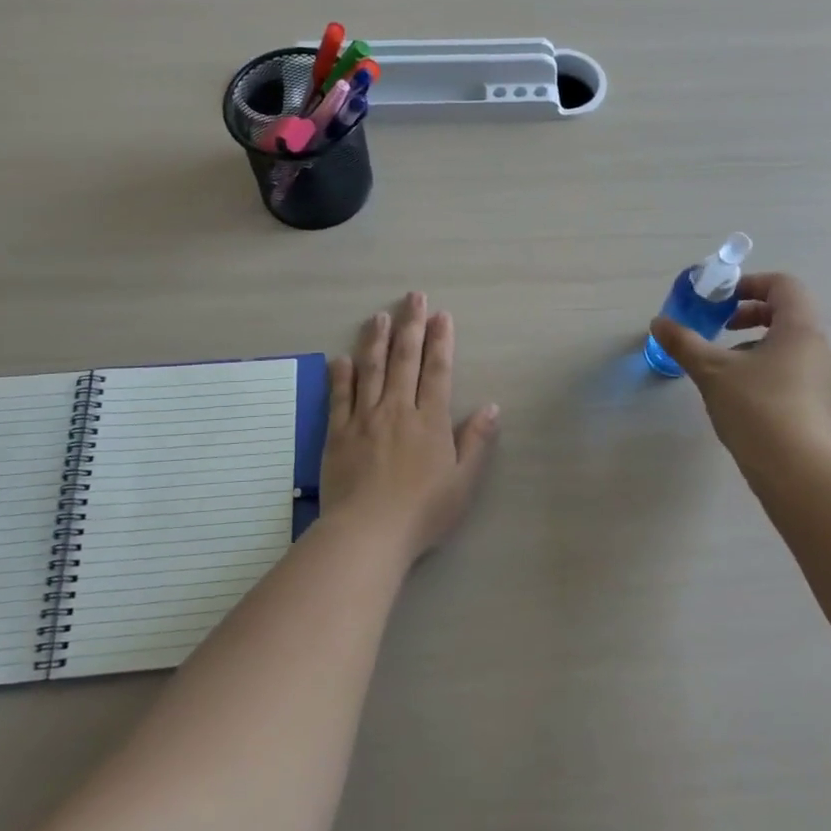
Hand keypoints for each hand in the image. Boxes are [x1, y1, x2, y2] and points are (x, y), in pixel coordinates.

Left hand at [320, 292, 500, 563]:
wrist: (368, 533)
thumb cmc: (423, 512)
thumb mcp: (463, 482)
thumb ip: (476, 442)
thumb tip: (492, 407)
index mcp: (430, 420)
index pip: (438, 370)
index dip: (441, 341)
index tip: (441, 315)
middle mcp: (398, 410)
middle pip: (405, 360)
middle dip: (411, 326)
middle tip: (413, 297)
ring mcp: (364, 419)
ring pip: (371, 370)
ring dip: (376, 340)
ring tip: (379, 316)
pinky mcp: (338, 434)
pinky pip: (339, 397)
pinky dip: (341, 376)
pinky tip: (341, 359)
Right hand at [650, 273, 830, 466]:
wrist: (797, 471)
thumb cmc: (756, 407)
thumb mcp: (712, 371)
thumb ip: (684, 342)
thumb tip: (658, 323)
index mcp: (800, 329)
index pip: (784, 285)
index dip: (752, 284)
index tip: (723, 300)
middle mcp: (820, 348)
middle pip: (788, 314)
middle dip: (751, 315)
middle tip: (721, 327)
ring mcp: (824, 380)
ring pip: (790, 346)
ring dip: (756, 345)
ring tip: (725, 367)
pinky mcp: (820, 407)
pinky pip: (794, 373)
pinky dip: (767, 370)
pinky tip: (742, 397)